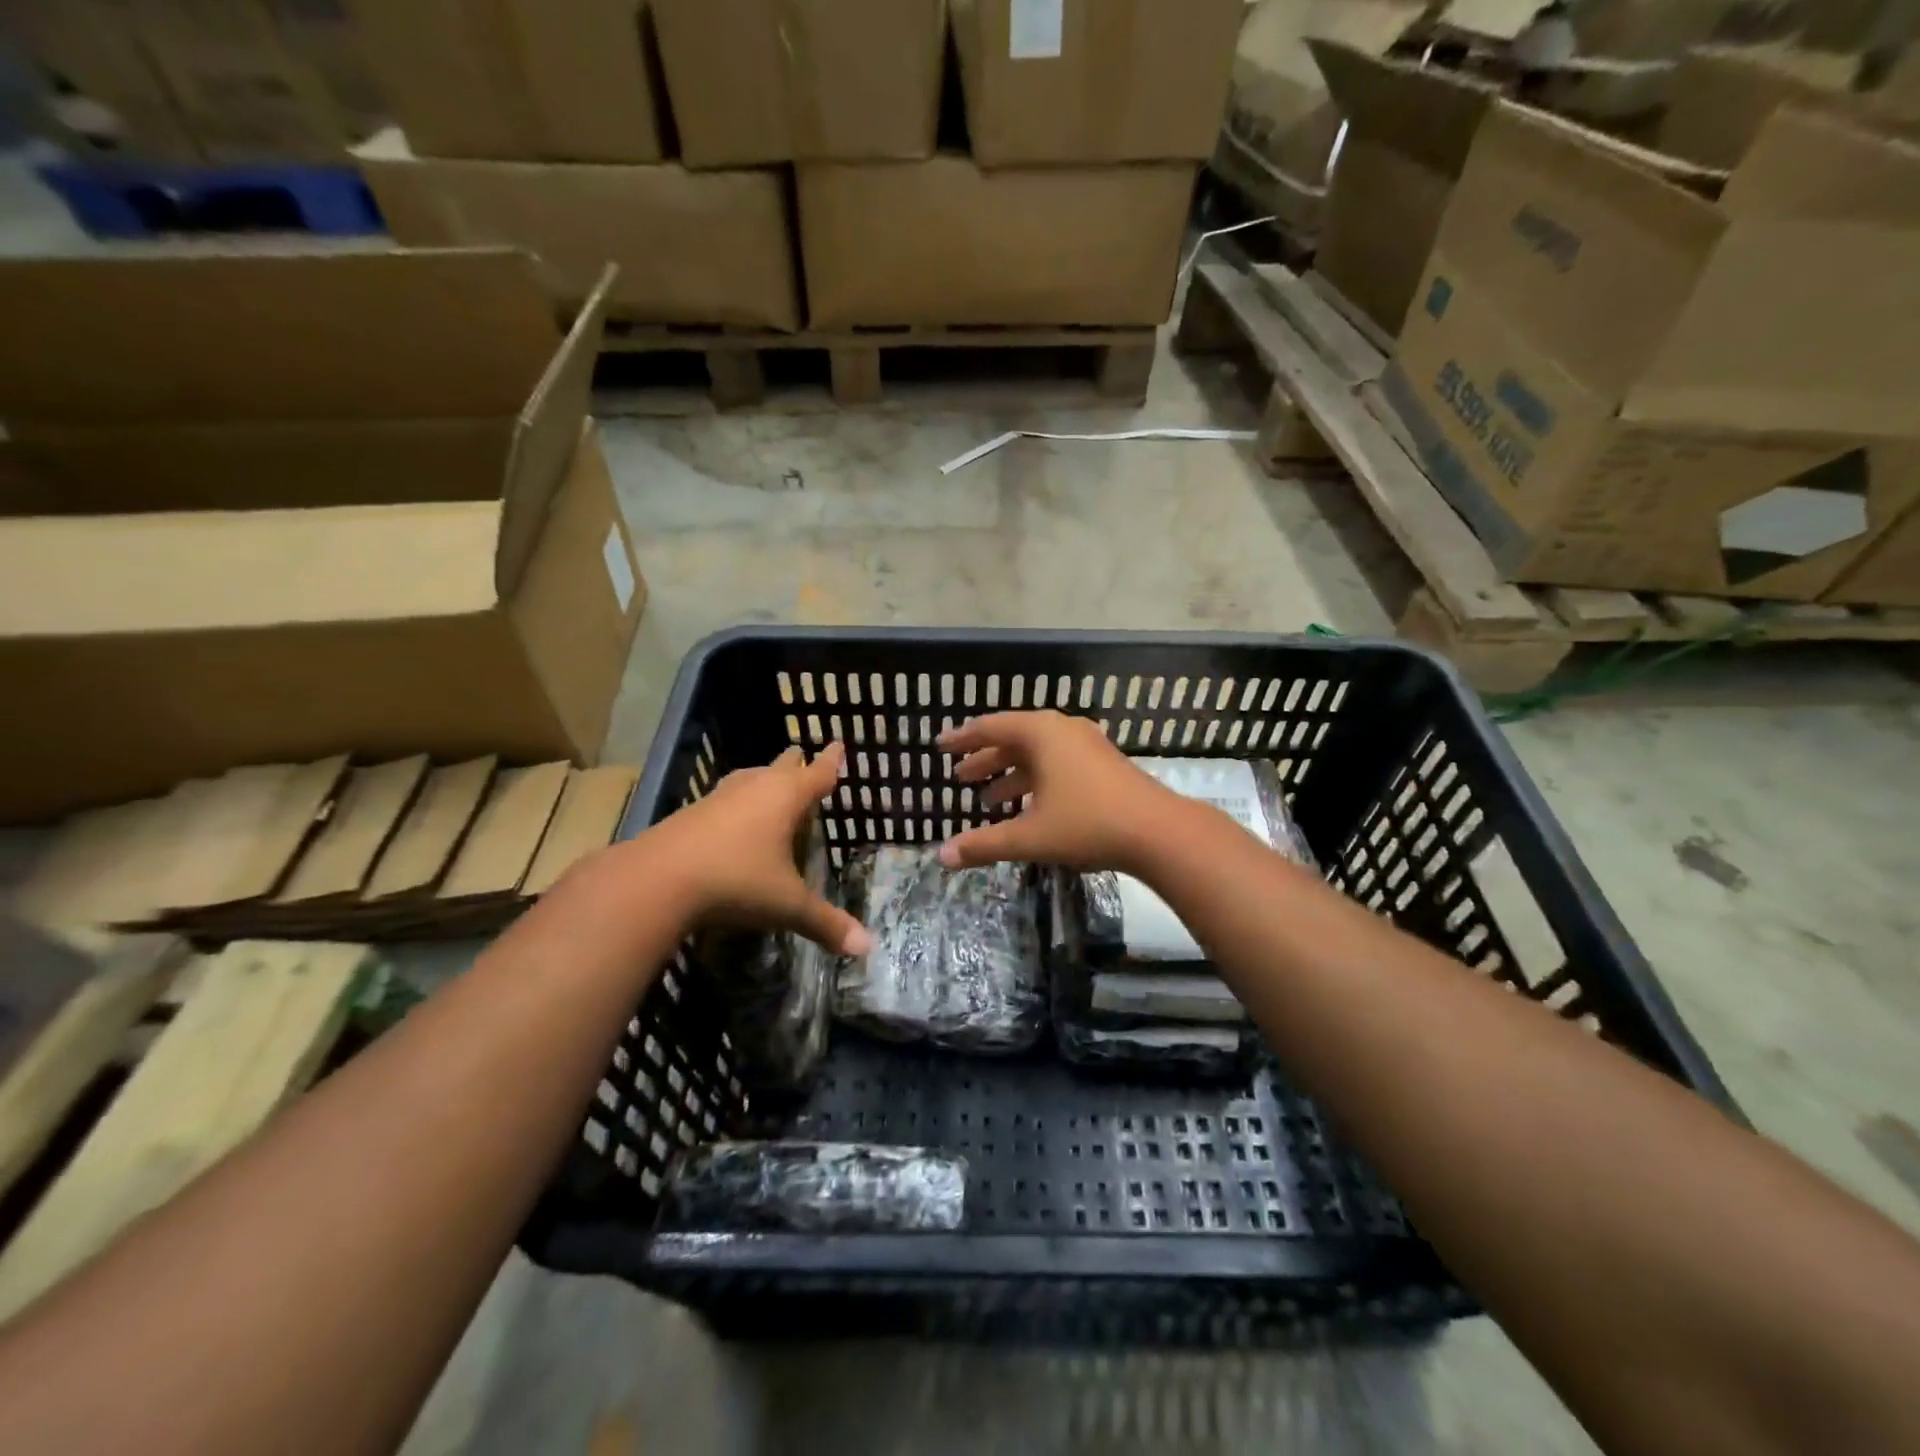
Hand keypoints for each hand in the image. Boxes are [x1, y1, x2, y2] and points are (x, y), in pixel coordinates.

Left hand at [639, 744, 870, 955]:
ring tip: (771, 784)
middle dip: (797, 764)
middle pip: (782, 766)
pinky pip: (726, 798)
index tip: (839, 744)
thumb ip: (826, 923)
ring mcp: (719, 798)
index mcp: (786, 798)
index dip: (831, 761)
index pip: (818, 773)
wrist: (656, 880)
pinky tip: (733, 818)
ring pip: (750, 778)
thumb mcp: (786, 905)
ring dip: (764, 780)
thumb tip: (867, 947)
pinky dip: (738, 802)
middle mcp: (755, 788)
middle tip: (805, 760)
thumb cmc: (736, 881)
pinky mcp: (691, 813)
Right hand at [937, 711, 1179, 872]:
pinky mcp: (1103, 764)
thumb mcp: (1029, 836)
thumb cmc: (1087, 824)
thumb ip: (984, 844)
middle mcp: (1062, 730)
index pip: (990, 728)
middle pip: (1013, 739)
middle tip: (960, 778)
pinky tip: (1028, 806)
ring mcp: (1087, 745)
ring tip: (987, 799)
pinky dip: (1035, 780)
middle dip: (985, 760)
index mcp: (1040, 733)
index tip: (940, 746)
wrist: (1158, 832)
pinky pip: (1057, 763)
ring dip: (1010, 773)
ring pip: (1037, 754)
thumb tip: (941, 857)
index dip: (962, 739)